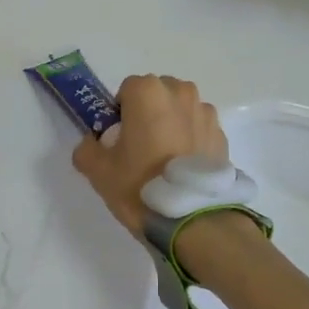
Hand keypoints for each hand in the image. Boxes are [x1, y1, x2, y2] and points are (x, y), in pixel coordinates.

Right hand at [72, 74, 227, 236]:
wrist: (191, 218)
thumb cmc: (139, 185)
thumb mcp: (98, 171)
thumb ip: (87, 149)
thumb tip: (92, 144)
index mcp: (148, 92)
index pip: (127, 90)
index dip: (119, 113)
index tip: (118, 139)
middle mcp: (180, 93)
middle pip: (157, 95)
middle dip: (148, 114)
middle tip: (140, 148)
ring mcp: (205, 113)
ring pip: (180, 111)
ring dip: (171, 125)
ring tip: (165, 161)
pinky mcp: (221, 135)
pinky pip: (198, 130)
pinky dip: (190, 141)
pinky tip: (183, 170)